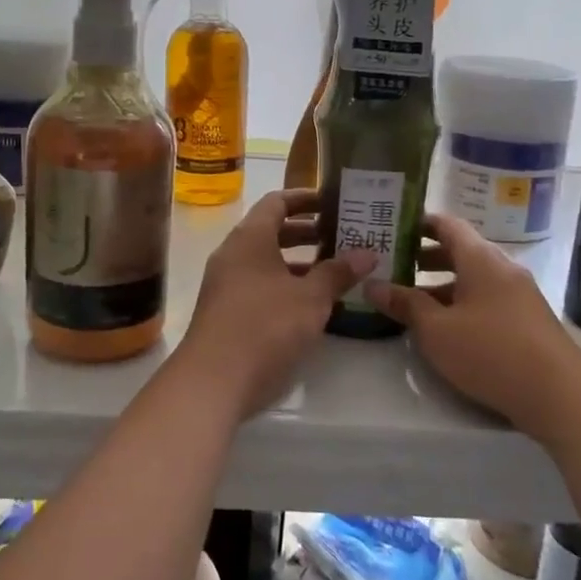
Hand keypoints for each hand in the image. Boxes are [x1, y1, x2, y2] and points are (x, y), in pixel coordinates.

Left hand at [178, 189, 376, 416]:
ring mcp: (226, 284)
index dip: (306, 198)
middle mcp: (233, 254)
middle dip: (307, 232)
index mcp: (249, 238)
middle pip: (271, 231)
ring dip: (298, 263)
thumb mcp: (310, 298)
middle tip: (343, 236)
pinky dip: (285, 286)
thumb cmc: (264, 327)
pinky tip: (311, 305)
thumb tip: (367, 253)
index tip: (334, 201)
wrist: (213, 381)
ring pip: (266, 261)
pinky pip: (259, 285)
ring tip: (335, 271)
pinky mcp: (225, 312)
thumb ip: (338, 272)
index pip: (277, 202)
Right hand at [364, 213, 580, 437]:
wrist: (561, 396)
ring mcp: (519, 295)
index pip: (447, 224)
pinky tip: (444, 327)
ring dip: (441, 285)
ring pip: (473, 279)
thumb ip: (404, 304)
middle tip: (391, 265)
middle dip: (424, 257)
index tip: (391, 228)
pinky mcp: (527, 321)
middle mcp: (502, 268)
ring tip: (410, 300)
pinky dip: (461, 303)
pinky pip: (487, 299)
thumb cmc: (491, 351)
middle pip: (459, 251)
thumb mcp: (436, 330)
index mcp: (481, 259)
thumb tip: (371, 284)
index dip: (418, 223)